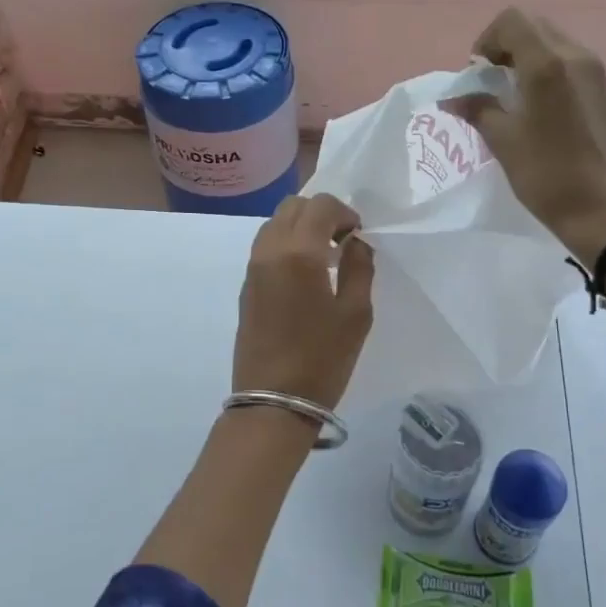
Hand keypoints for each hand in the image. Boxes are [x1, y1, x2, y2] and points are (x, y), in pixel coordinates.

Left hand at [232, 194, 374, 409]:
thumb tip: (356, 243)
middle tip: (342, 241)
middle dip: (320, 213)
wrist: (273, 400)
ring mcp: (252, 268)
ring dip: (301, 227)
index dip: (345, 212)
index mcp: (299, 252)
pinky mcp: (246, 286)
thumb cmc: (322, 358)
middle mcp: (269, 251)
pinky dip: (286, 244)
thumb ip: (360, 268)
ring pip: (274, 223)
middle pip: (292, 206)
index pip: (321, 206)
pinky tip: (305, 274)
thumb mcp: (356, 314)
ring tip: (324, 257)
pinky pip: (265, 246)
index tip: (359, 236)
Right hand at [444, 8, 605, 261]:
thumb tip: (454, 98)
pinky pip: (580, 70)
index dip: (487, 40)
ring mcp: (603, 76)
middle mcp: (580, 58)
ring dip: (534, 61)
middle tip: (495, 82)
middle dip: (509, 47)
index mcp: (548, 64)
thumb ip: (477, 109)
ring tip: (521, 99)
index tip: (478, 73)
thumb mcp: (502, 142)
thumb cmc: (546, 176)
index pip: (512, 21)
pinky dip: (558, 78)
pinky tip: (551, 117)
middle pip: (538, 28)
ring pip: (561, 46)